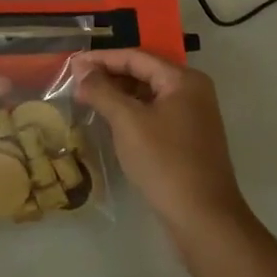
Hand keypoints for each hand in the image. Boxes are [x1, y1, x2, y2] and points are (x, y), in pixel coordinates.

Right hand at [69, 49, 248, 235]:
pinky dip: (132, 113)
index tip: (72, 64)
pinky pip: (155, 114)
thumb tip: (81, 68)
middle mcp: (192, 91)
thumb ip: (102, 91)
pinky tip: (110, 121)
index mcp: (183, 80)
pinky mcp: (189, 139)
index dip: (101, 58)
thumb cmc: (165, 163)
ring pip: (148, 95)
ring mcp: (193, 116)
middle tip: (76, 82)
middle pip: (143, 72)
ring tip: (88, 100)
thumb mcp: (128, 122)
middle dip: (109, 76)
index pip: (135, 57)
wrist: (204, 219)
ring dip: (119, 95)